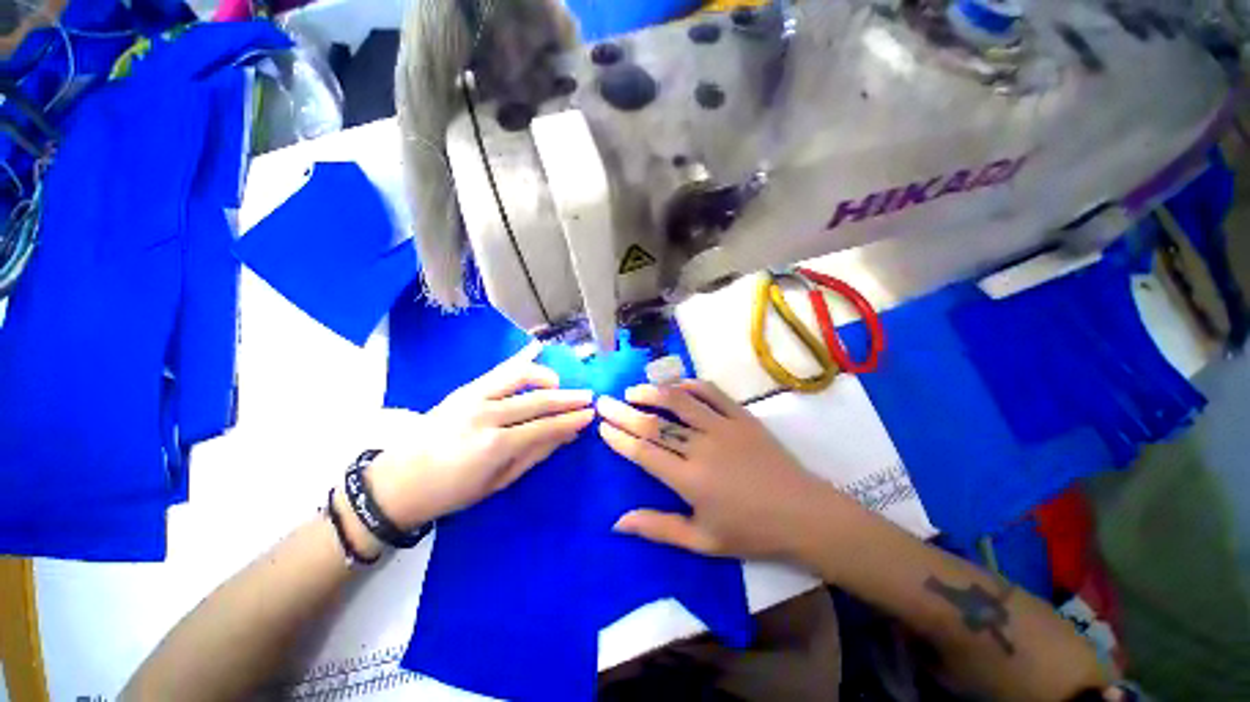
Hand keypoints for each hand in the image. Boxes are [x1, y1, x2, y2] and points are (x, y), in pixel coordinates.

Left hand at [366, 344, 593, 530]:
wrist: (398, 481)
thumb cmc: (452, 491)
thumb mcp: (499, 482)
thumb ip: (535, 453)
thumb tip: (567, 435)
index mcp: (495, 445)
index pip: (545, 426)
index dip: (570, 420)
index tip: (590, 415)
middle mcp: (487, 415)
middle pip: (538, 401)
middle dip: (568, 399)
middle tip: (589, 397)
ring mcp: (473, 397)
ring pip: (520, 377)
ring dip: (547, 378)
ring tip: (562, 385)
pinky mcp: (464, 388)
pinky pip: (500, 370)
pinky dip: (522, 362)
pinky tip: (537, 355)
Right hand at [596, 380, 842, 559]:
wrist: (804, 514)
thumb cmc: (752, 532)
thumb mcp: (702, 541)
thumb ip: (659, 528)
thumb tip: (617, 522)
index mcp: (690, 480)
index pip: (644, 452)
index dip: (619, 438)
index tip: (602, 427)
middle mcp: (702, 448)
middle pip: (655, 424)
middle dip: (624, 412)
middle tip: (604, 402)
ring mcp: (723, 428)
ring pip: (680, 402)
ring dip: (653, 393)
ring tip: (633, 390)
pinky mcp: (742, 417)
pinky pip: (712, 393)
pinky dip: (691, 386)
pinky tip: (677, 385)